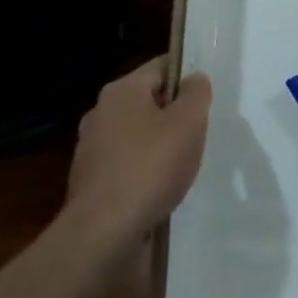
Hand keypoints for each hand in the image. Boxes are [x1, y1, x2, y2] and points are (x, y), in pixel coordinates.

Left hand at [65, 59, 212, 243]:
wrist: (104, 231)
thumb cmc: (150, 167)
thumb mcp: (188, 123)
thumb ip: (196, 94)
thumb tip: (195, 78)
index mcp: (121, 91)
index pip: (160, 67)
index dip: (187, 76)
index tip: (207, 97)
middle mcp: (100, 112)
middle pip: (147, 101)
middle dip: (174, 114)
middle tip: (200, 132)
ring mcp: (91, 147)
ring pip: (136, 134)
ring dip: (159, 144)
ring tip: (184, 164)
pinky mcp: (90, 179)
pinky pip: (125, 163)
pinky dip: (144, 170)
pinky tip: (160, 188)